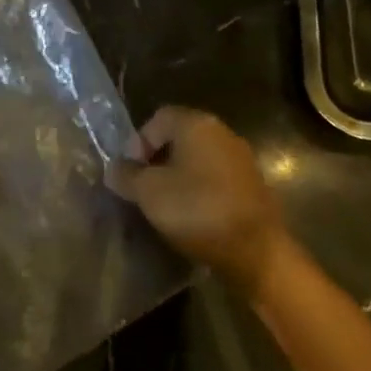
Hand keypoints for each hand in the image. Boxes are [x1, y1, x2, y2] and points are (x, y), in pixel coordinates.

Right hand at [111, 106, 293, 299]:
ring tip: (165, 204)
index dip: (138, 142)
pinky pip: (216, 177)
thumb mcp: (149, 193)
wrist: (256, 252)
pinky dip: (200, 189)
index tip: (131, 172)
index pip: (158, 118)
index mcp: (197, 124)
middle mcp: (222, 132)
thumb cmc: (197, 210)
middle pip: (180, 137)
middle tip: (144, 187)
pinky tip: (192, 214)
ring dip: (179, 175)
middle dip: (158, 159)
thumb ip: (126, 175)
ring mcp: (241, 159)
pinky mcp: (252, 185)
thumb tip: (114, 168)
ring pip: (198, 158)